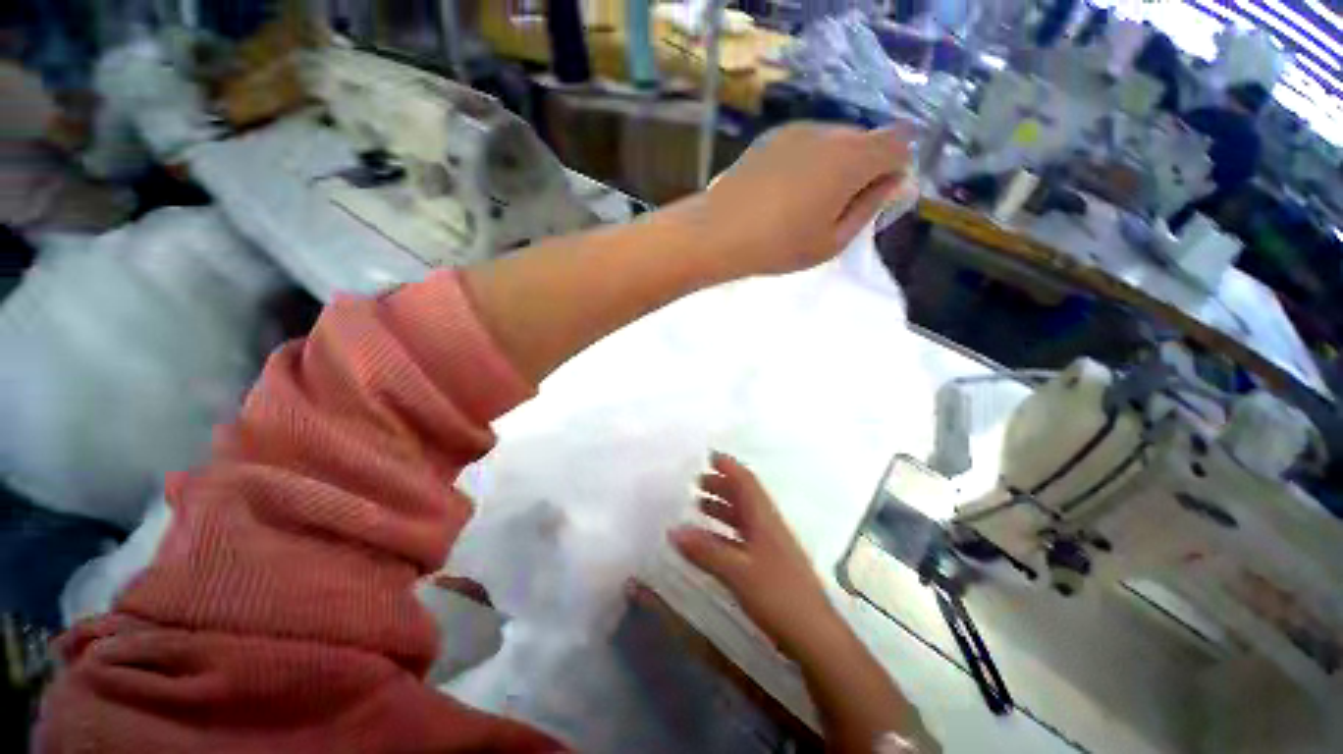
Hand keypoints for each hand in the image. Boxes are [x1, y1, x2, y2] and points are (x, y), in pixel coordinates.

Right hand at [670, 452, 845, 658]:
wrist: (814, 636)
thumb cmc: (778, 594)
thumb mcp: (737, 571)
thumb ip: (706, 550)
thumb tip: (674, 531)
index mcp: (764, 518)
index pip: (746, 481)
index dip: (729, 467)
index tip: (709, 456)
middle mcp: (767, 526)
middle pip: (743, 496)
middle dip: (721, 485)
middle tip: (696, 482)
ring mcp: (769, 546)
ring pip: (743, 517)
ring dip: (722, 508)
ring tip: (698, 505)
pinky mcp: (768, 565)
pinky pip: (742, 537)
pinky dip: (724, 532)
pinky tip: (711, 542)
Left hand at [697, 123, 913, 275]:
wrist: (718, 232)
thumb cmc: (778, 246)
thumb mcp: (832, 241)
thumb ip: (870, 208)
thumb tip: (894, 182)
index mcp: (852, 158)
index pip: (899, 142)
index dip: (895, 168)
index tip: (875, 198)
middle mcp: (829, 132)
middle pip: (866, 139)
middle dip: (864, 168)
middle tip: (836, 208)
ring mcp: (797, 130)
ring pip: (835, 140)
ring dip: (834, 164)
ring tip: (804, 203)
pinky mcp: (771, 137)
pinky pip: (806, 143)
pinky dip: (809, 161)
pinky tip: (783, 192)